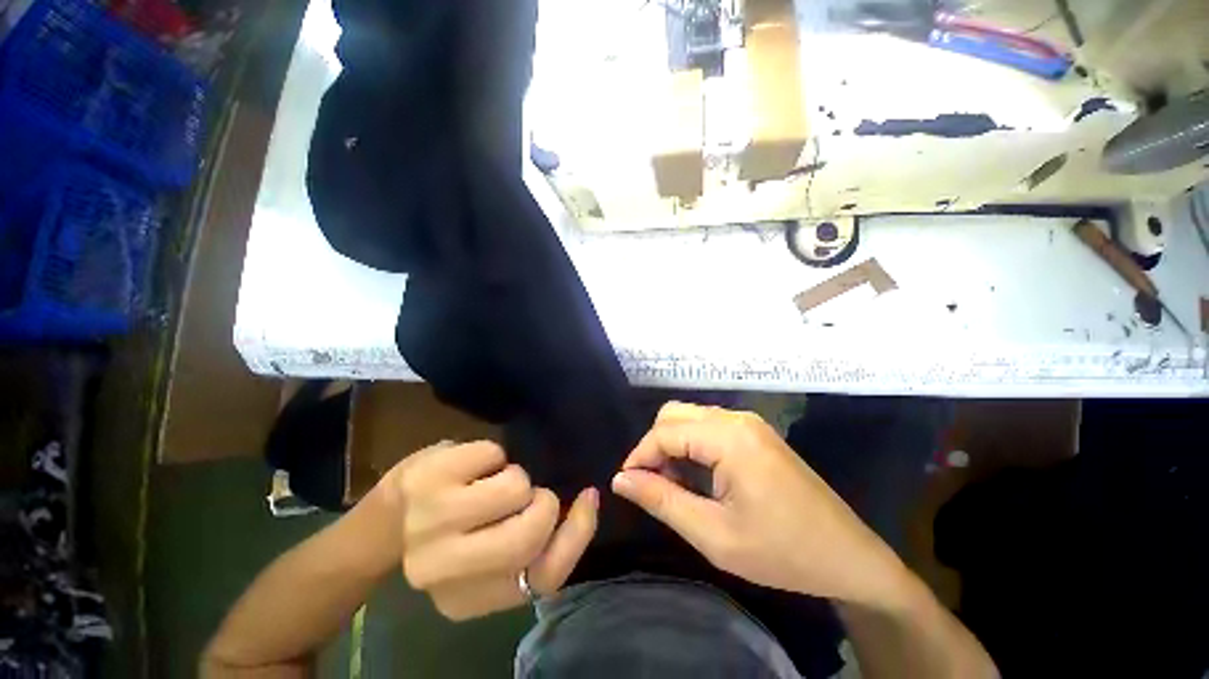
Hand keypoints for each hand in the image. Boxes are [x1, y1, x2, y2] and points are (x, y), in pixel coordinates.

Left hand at [380, 441, 597, 620]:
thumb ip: (534, 547)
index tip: (588, 498)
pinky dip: (494, 455)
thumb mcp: (494, 555)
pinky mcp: (429, 479)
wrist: (391, 514)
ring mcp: (432, 522)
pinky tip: (473, 467)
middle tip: (531, 493)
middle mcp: (445, 570)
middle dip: (543, 503)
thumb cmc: (453, 532)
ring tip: (496, 481)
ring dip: (516, 478)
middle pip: (528, 537)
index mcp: (469, 599)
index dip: (578, 534)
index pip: (546, 577)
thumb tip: (584, 503)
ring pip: (514, 489)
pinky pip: (493, 455)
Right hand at [612, 402, 908, 606]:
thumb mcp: (714, 535)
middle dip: (655, 446)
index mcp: (729, 437)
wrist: (849, 557)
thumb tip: (621, 480)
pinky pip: (709, 427)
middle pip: (674, 415)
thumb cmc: (782, 552)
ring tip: (675, 485)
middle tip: (653, 485)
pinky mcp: (755, 433)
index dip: (639, 455)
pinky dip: (692, 446)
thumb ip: (662, 501)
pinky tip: (698, 477)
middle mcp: (737, 418)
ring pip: (690, 418)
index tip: (627, 484)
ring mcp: (749, 423)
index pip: (664, 431)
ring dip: (673, 445)